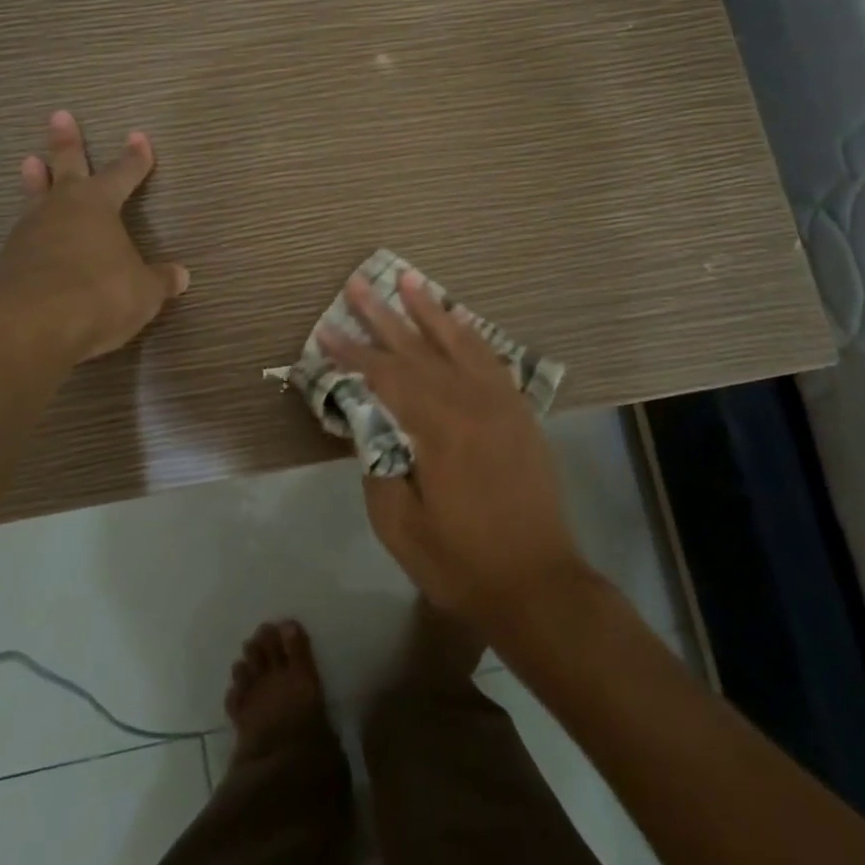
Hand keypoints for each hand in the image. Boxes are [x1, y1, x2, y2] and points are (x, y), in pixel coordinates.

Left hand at [0, 110, 189, 365]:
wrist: (29, 326)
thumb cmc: (99, 294)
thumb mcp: (143, 292)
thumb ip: (159, 281)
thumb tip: (180, 276)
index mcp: (98, 206)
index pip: (122, 174)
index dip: (134, 158)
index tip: (139, 137)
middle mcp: (61, 210)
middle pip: (66, 168)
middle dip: (66, 143)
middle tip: (59, 116)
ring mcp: (29, 234)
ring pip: (36, 197)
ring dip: (36, 181)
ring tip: (30, 162)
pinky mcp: (7, 263)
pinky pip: (24, 237)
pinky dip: (30, 231)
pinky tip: (30, 238)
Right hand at [321, 272, 589, 628]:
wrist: (539, 585)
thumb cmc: (461, 562)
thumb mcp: (400, 526)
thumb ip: (378, 465)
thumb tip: (368, 424)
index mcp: (437, 428)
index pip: (384, 376)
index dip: (351, 352)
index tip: (324, 330)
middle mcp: (470, 402)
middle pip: (417, 348)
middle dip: (382, 316)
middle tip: (358, 284)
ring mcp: (499, 403)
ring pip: (457, 341)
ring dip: (429, 309)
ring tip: (407, 278)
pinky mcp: (518, 411)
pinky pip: (490, 358)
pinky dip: (468, 333)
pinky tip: (455, 318)